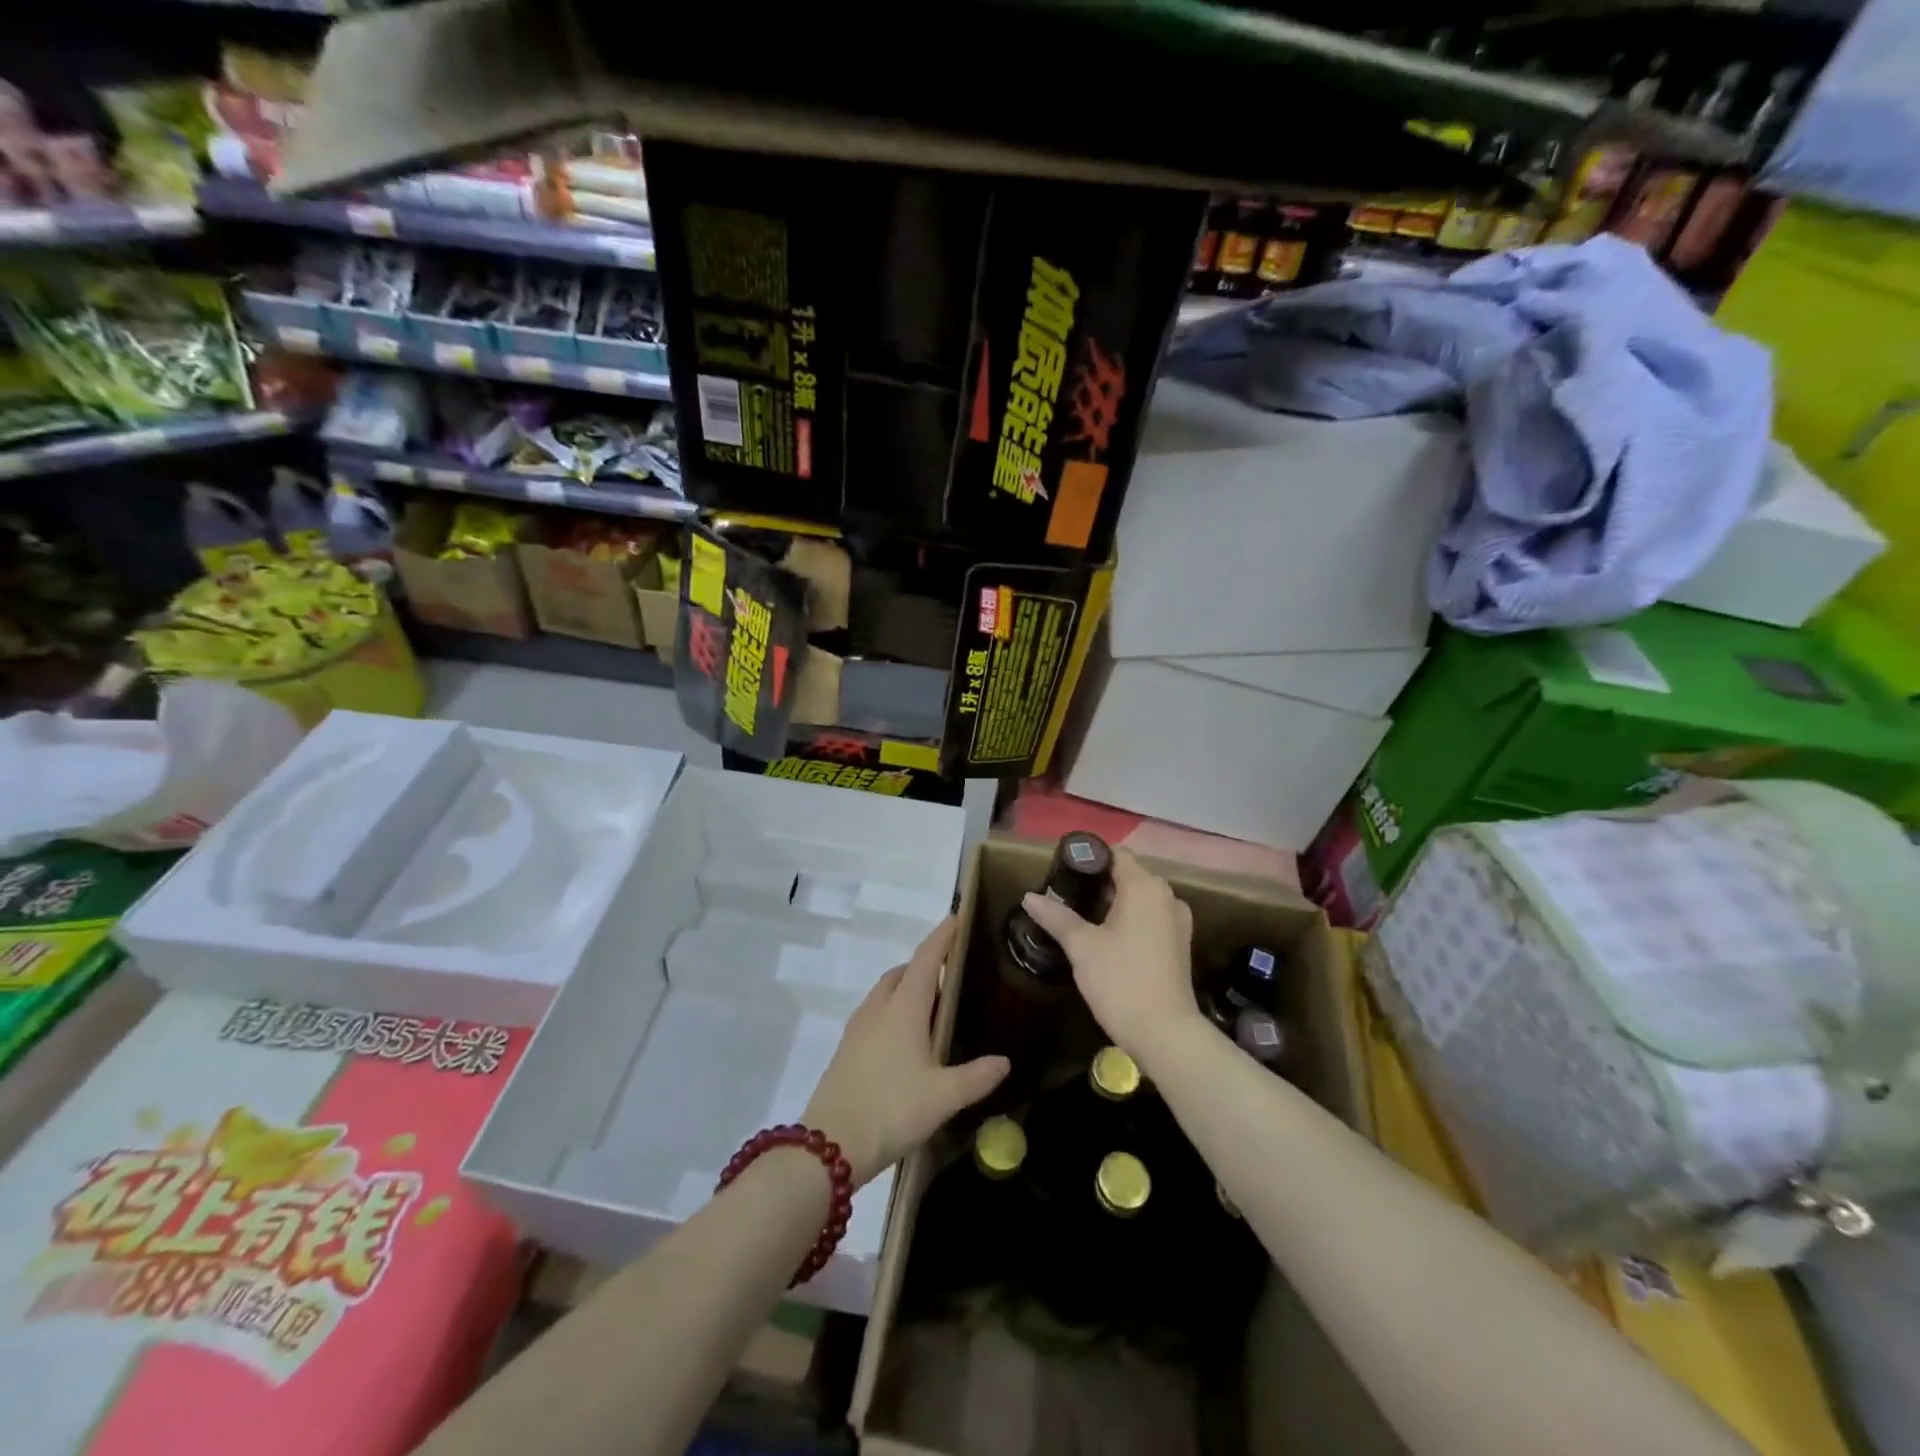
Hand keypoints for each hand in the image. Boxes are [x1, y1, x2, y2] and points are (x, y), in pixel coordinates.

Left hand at [804, 917, 1008, 1186]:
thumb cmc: (891, 1109)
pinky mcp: (847, 1048)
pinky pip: (875, 1012)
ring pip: (886, 992)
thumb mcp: (943, 1097)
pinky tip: (906, 1038)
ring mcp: (858, 1027)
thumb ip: (976, 1076)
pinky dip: (894, 1009)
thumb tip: (1004, 1061)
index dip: (942, 937)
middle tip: (951, 973)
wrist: (829, 1145)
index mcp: (904, 1007)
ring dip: (907, 986)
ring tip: (932, 1005)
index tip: (956, 918)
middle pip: (903, 972)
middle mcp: (879, 1008)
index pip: (926, 960)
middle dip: (925, 964)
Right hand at [1019, 849, 1199, 1063]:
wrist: (1166, 1034)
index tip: (1060, 871)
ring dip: (1113, 902)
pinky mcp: (1179, 943)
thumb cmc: (1121, 981)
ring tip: (1080, 917)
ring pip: (1139, 898)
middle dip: (1097, 882)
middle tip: (1064, 896)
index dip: (1087, 858)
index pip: (1114, 854)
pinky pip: (1150, 917)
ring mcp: (1177, 920)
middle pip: (1128, 875)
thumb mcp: (1082, 947)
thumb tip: (1029, 897)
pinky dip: (1129, 919)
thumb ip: (1056, 916)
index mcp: (1145, 886)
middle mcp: (1167, 895)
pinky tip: (1106, 938)